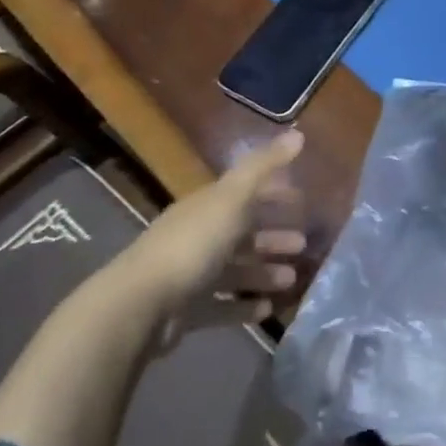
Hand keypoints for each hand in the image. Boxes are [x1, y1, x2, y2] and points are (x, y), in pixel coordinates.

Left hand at [111, 130, 308, 339]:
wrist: (140, 306)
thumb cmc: (193, 244)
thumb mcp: (233, 197)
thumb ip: (264, 166)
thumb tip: (299, 133)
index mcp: (207, 206)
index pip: (244, 193)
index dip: (273, 194)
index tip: (303, 201)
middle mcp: (197, 236)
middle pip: (242, 233)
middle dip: (274, 237)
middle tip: (304, 244)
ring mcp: (190, 275)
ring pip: (235, 270)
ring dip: (264, 272)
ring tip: (292, 279)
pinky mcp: (185, 311)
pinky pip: (221, 306)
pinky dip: (244, 306)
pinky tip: (267, 309)